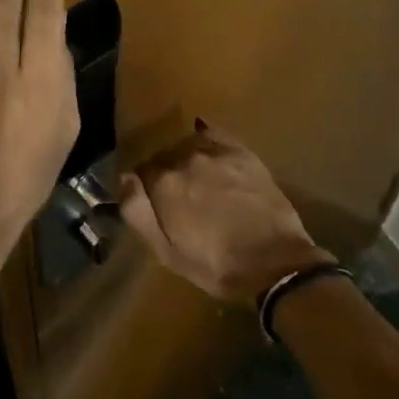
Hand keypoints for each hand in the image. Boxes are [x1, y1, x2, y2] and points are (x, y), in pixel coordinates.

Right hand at [118, 128, 332, 306]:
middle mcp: (185, 158)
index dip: (145, 189)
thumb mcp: (166, 252)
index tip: (155, 205)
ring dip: (185, 159)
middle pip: (163, 157)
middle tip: (178, 199)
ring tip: (198, 181)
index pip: (139, 172)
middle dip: (165, 174)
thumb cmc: (216, 265)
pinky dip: (205, 139)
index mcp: (163, 183)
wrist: (275, 262)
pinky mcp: (241, 151)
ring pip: (186, 145)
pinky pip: (213, 133)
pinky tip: (208, 152)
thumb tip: (123, 178)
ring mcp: (215, 151)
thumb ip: (137, 212)